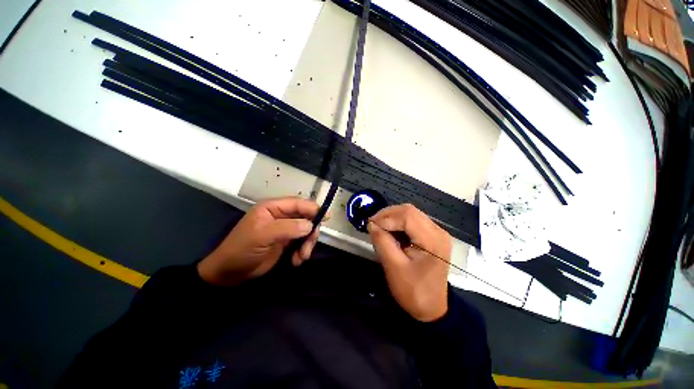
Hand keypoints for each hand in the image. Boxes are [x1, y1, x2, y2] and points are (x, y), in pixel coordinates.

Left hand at [197, 197, 321, 285]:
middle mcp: (281, 216)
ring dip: (307, 244)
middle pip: (305, 217)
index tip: (326, 217)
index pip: (298, 203)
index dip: (313, 208)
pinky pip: (302, 242)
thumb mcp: (263, 235)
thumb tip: (311, 225)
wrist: (230, 273)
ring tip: (302, 257)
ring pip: (306, 231)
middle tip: (309, 245)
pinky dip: (302, 251)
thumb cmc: (242, 249)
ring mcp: (285, 229)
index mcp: (273, 207)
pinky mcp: (286, 242)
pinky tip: (296, 261)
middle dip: (310, 231)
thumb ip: (287, 227)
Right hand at [368, 204, 450, 321]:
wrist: (432, 308)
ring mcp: (437, 232)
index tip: (370, 225)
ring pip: (410, 213)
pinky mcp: (432, 235)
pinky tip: (390, 231)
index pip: (407, 216)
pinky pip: (413, 221)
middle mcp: (438, 231)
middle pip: (409, 211)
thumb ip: (382, 242)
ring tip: (379, 227)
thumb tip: (371, 224)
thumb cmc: (413, 291)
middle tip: (372, 224)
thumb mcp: (394, 267)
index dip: (386, 217)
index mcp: (432, 240)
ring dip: (392, 217)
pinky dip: (398, 223)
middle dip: (388, 214)